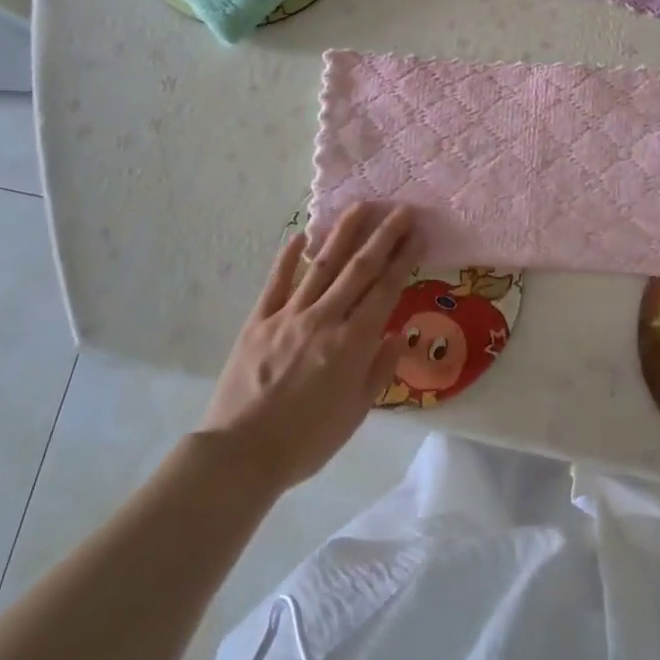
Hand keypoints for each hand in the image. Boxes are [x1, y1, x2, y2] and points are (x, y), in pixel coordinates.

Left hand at [199, 203, 414, 493]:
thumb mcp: (356, 412)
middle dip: (383, 235)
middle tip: (400, 209)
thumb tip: (397, 334)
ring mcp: (288, 315)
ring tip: (360, 206)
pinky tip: (300, 236)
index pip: (385, 289)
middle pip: (359, 268)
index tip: (417, 234)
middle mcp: (324, 319)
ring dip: (343, 233)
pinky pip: (276, 282)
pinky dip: (288, 258)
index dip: (404, 259)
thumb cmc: (307, 440)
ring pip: (321, 265)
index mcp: (352, 342)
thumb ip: (379, 369)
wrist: (242, 453)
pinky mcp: (258, 321)